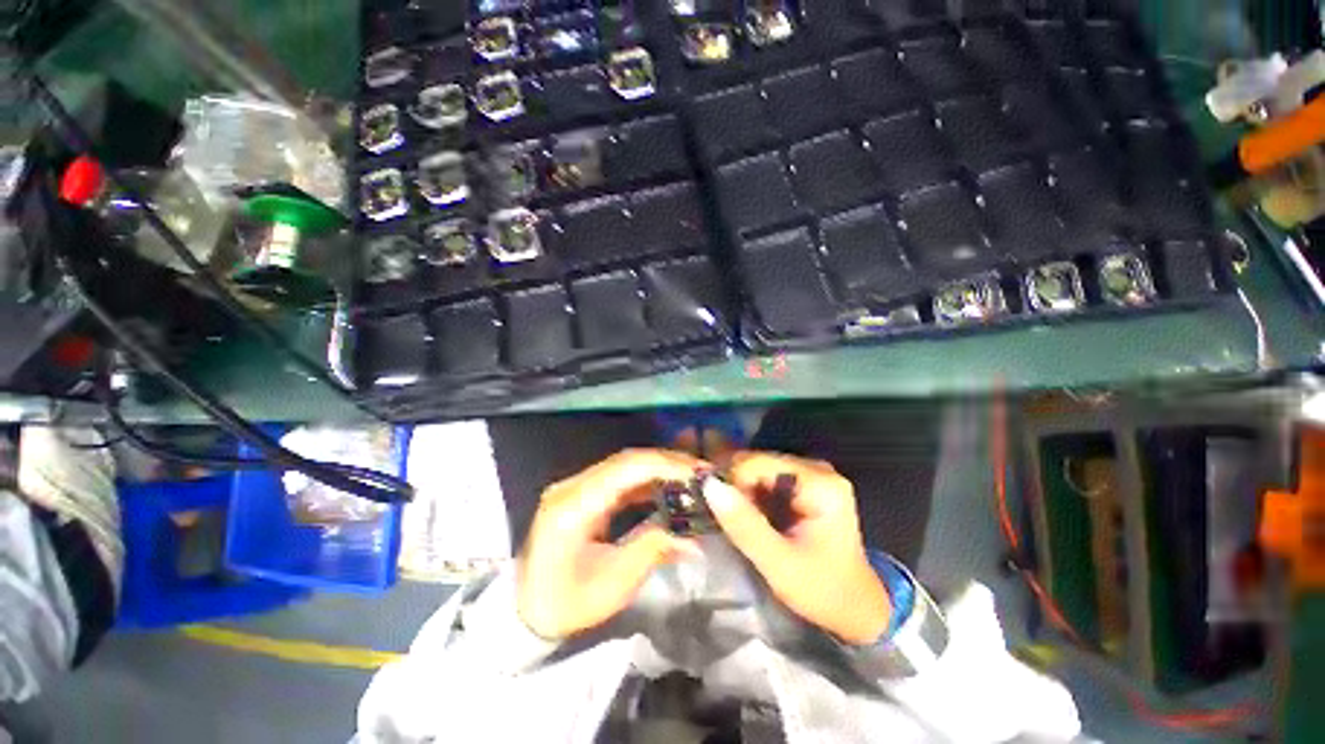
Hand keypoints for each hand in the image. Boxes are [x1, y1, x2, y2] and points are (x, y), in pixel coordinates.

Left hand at [517, 449, 702, 639]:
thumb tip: (694, 538)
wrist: (527, 610)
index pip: (626, 468)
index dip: (665, 464)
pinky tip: (667, 487)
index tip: (698, 473)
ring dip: (659, 467)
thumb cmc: (566, 604)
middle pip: (627, 460)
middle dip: (668, 462)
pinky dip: (647, 479)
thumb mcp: (614, 584)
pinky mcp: (583, 492)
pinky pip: (620, 477)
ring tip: (691, 477)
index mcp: (574, 505)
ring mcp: (576, 486)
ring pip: (625, 465)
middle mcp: (573, 485)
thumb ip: (653, 549)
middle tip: (701, 473)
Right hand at [704, 452, 890, 644]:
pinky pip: (766, 479)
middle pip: (758, 462)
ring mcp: (812, 474)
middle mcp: (817, 469)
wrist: (855, 608)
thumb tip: (709, 485)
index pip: (757, 463)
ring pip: (758, 469)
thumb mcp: (779, 564)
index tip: (722, 513)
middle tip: (730, 521)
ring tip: (741, 522)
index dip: (732, 483)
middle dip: (738, 488)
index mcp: (820, 483)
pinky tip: (753, 518)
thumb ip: (744, 525)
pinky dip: (753, 496)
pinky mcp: (805, 484)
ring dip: (744, 493)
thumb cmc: (821, 590)